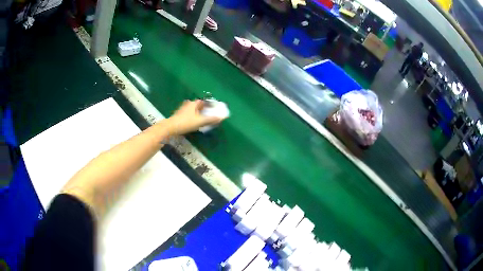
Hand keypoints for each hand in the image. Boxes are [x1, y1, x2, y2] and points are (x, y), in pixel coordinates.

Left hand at [165, 100, 224, 134]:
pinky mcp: (178, 116)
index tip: (213, 108)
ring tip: (202, 118)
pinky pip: (188, 115)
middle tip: (209, 113)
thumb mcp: (200, 121)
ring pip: (192, 110)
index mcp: (193, 103)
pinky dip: (192, 117)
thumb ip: (211, 119)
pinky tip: (194, 122)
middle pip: (197, 105)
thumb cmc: (186, 123)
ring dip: (197, 113)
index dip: (209, 104)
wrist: (170, 128)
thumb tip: (222, 117)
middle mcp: (187, 105)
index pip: (203, 101)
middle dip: (203, 108)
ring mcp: (182, 110)